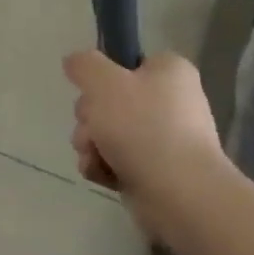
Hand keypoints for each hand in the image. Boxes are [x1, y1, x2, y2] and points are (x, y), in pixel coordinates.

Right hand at [63, 50, 226, 213]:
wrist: (179, 193)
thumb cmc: (143, 127)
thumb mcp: (104, 83)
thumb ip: (84, 65)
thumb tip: (74, 61)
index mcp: (169, 72)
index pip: (127, 63)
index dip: (104, 77)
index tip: (94, 91)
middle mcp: (170, 102)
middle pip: (109, 100)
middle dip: (91, 119)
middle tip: (95, 129)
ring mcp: (163, 139)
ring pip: (107, 133)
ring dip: (91, 144)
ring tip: (97, 157)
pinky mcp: (154, 171)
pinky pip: (116, 160)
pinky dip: (103, 166)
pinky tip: (103, 174)